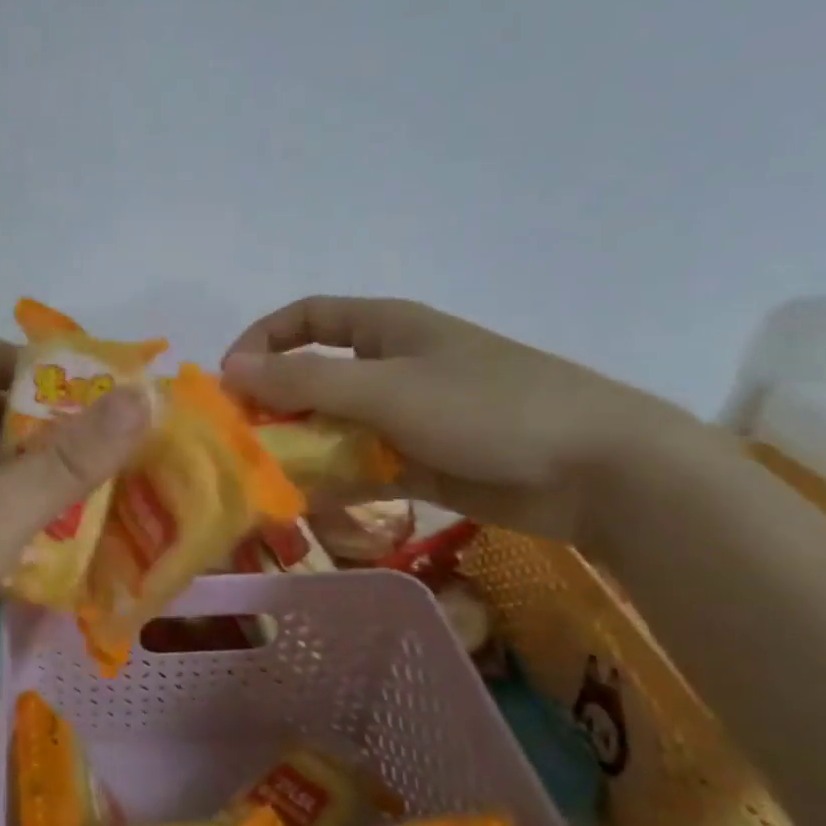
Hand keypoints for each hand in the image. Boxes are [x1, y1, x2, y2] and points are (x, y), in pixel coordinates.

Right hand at [223, 297, 710, 545]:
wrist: (597, 470)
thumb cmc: (487, 407)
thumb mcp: (386, 389)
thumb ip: (304, 382)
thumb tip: (229, 368)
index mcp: (386, 328)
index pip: (306, 318)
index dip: (262, 340)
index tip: (228, 380)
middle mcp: (391, 367)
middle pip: (314, 377)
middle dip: (275, 407)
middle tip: (242, 444)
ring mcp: (408, 417)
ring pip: (336, 428)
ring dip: (303, 451)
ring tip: (271, 482)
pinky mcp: (424, 463)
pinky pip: (365, 467)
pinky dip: (338, 482)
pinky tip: (314, 506)